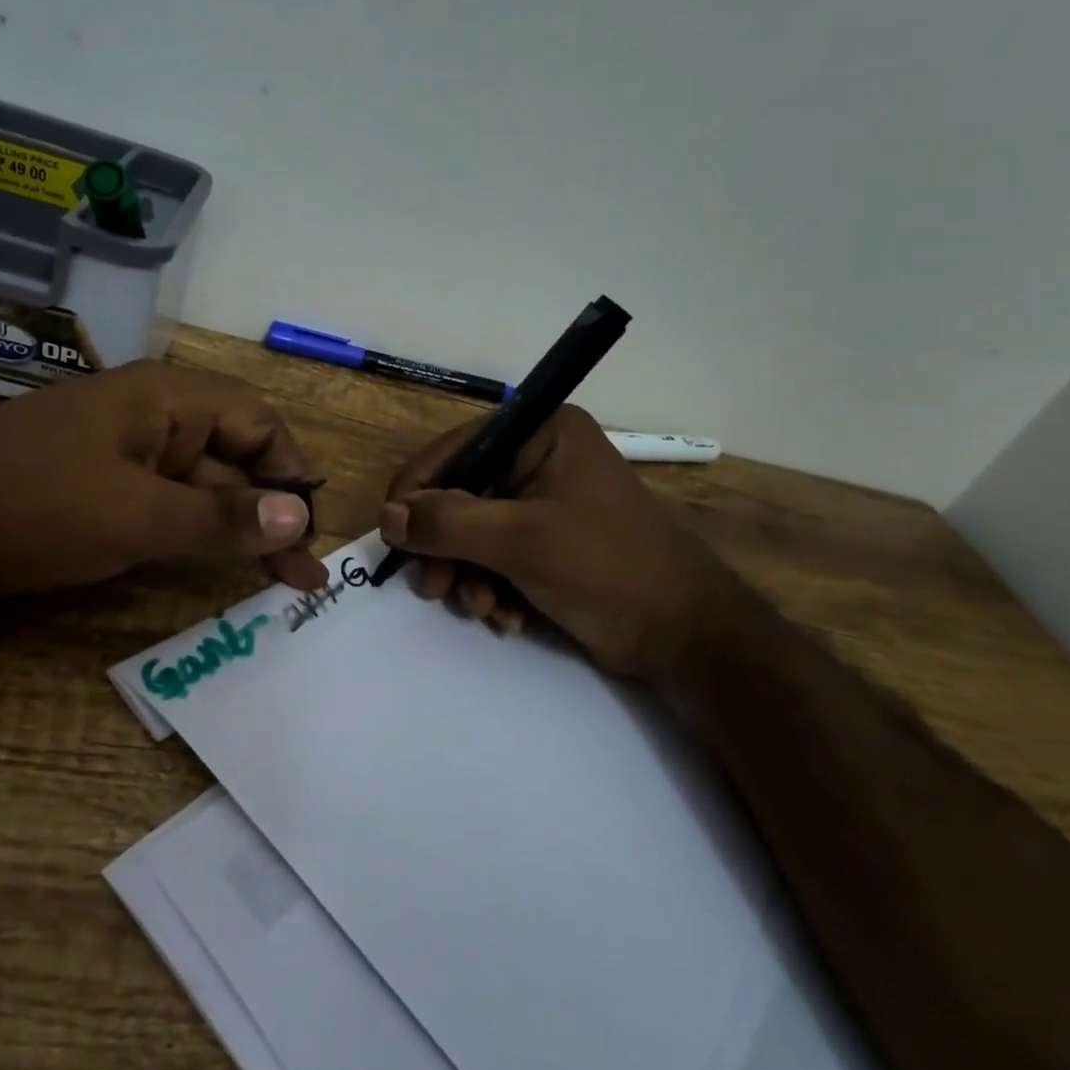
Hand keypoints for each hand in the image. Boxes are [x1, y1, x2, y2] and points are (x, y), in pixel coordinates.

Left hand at [0, 362, 329, 593]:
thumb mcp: (135, 516)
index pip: (258, 423)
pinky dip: (193, 535)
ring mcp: (123, 452)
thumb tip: (300, 516)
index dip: (290, 474)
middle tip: (301, 577)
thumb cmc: (29, 505)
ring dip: (236, 529)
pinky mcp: (99, 486)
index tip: (306, 532)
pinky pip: (163, 505)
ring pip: (199, 487)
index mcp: (167, 399)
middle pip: (233, 458)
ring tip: (277, 581)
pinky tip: (213, 567)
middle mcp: (153, 416)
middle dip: (270, 513)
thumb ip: (221, 516)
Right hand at [378, 406, 738, 681]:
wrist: (684, 636)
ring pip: (470, 532)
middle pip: (458, 494)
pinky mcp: (545, 541)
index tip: (394, 540)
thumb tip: (385, 516)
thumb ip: (448, 523)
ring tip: (483, 609)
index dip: (417, 493)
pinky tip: (507, 616)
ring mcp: (542, 502)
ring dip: (467, 575)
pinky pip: (493, 556)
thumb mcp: (521, 541)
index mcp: (540, 433)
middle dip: (446, 547)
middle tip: (436, 589)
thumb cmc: (607, 569)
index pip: (454, 450)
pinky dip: (490, 587)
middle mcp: (538, 458)